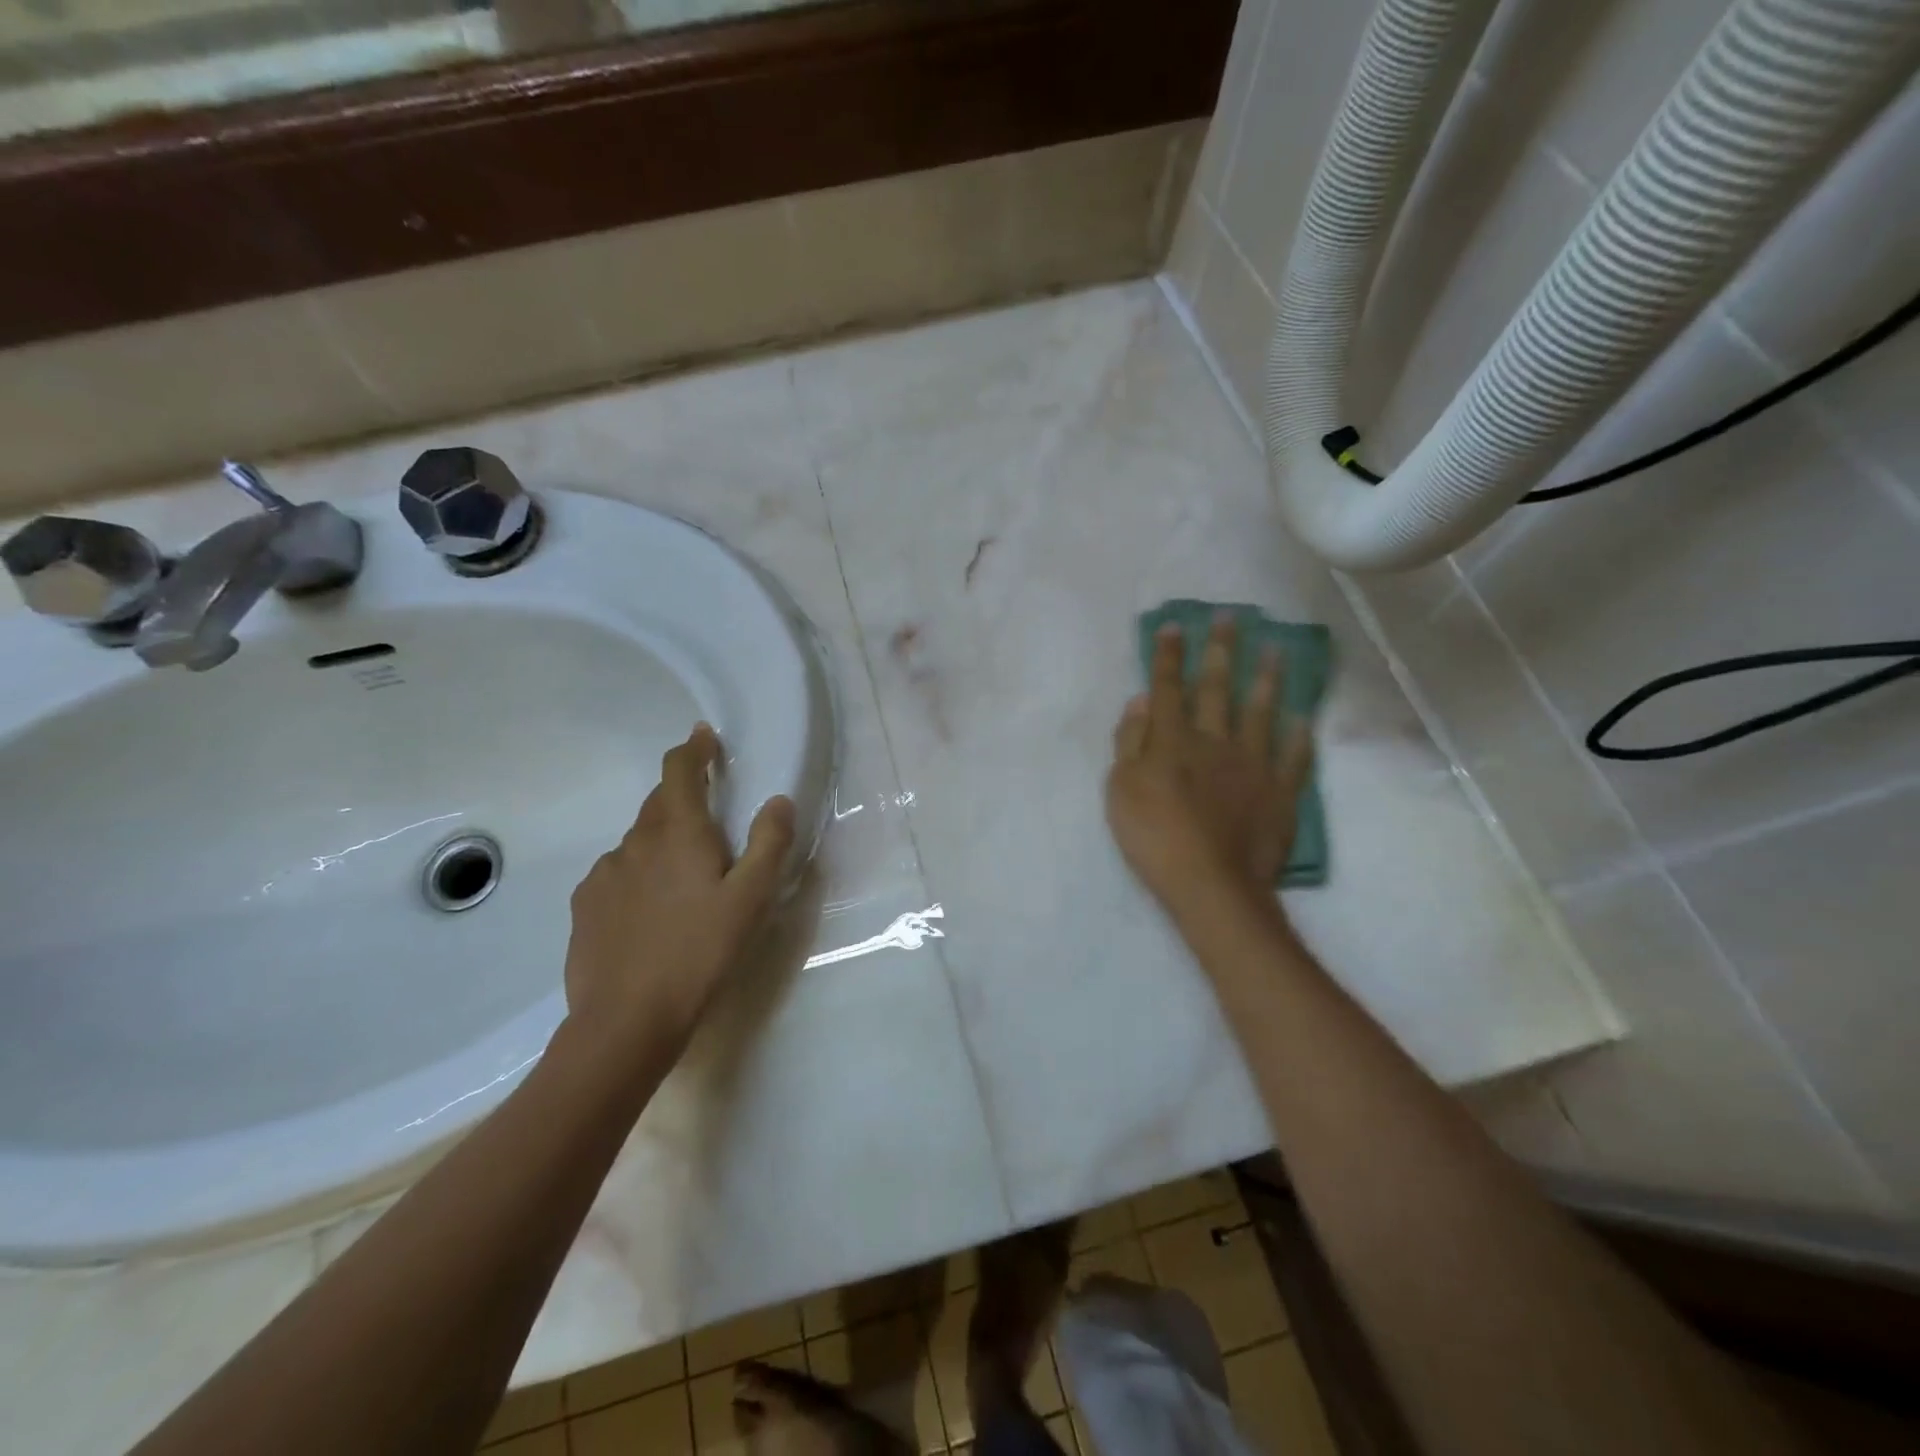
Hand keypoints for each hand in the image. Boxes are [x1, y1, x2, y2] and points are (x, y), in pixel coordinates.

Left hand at [564, 723, 796, 1046]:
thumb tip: (778, 800)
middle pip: (659, 803)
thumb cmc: (699, 952)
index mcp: (677, 833)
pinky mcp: (586, 906)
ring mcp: (604, 875)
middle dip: (683, 797)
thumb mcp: (751, 899)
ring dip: (662, 841)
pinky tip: (652, 911)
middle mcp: (635, 843)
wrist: (626, 1020)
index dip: (693, 749)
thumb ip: (769, 843)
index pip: (679, 771)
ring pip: (639, 841)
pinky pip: (618, 874)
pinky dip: (639, 874)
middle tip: (711, 816)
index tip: (705, 737)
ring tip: (685, 877)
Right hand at [1105, 616, 1312, 917]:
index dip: (1169, 656)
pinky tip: (1303, 718)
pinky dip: (1299, 737)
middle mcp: (1214, 741)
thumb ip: (1130, 742)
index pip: (1168, 688)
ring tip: (1275, 649)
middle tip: (1230, 618)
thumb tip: (1141, 701)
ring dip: (1266, 678)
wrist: (1210, 883)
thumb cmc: (1153, 836)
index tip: (1174, 625)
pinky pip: (1293, 757)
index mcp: (1172, 740)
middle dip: (1220, 651)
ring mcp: (1252, 764)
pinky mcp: (1279, 791)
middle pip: (1216, 688)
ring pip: (1260, 712)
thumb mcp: (1120, 790)